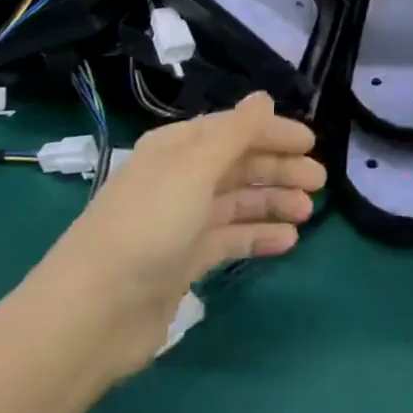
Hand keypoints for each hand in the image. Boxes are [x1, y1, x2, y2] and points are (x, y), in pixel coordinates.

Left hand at [28, 93, 325, 378]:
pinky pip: (230, 239)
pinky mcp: (184, 262)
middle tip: (320, 181)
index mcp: (178, 148)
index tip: (312, 143)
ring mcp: (181, 222)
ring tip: (308, 212)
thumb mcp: (195, 169)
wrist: (93, 314)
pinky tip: (288, 241)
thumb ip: (236, 133)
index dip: (274, 133)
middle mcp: (180, 179)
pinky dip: (258, 236)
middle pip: (239, 165)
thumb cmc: (148, 226)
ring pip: (238, 202)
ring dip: (273, 202)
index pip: (234, 129)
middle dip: (279, 169)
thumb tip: (263, 98)